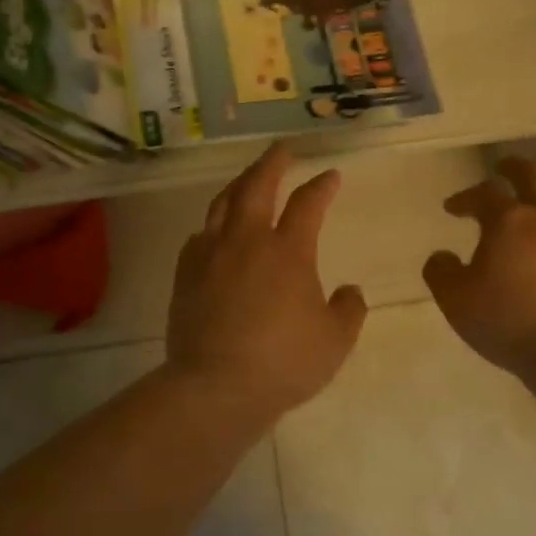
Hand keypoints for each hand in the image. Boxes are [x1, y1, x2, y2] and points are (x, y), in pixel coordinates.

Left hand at [166, 144, 367, 425]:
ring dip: (238, 185)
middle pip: (257, 185)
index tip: (331, 176)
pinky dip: (212, 224)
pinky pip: (199, 235)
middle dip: (272, 162)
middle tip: (280, 149)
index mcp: (288, 251)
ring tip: (247, 179)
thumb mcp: (335, 341)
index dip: (322, 186)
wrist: (216, 386)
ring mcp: (211, 254)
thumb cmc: (283, 363)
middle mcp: (247, 241)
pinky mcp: (185, 273)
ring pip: (223, 204)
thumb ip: (349, 310)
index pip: (308, 203)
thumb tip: (349, 291)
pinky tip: (215, 229)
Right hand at [423, 155, 535, 378]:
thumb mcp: (456, 301)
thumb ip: (441, 272)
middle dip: (512, 167)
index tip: (452, 208)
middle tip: (502, 166)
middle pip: (532, 174)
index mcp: (508, 220)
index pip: (483, 193)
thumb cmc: (509, 323)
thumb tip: (441, 256)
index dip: (465, 197)